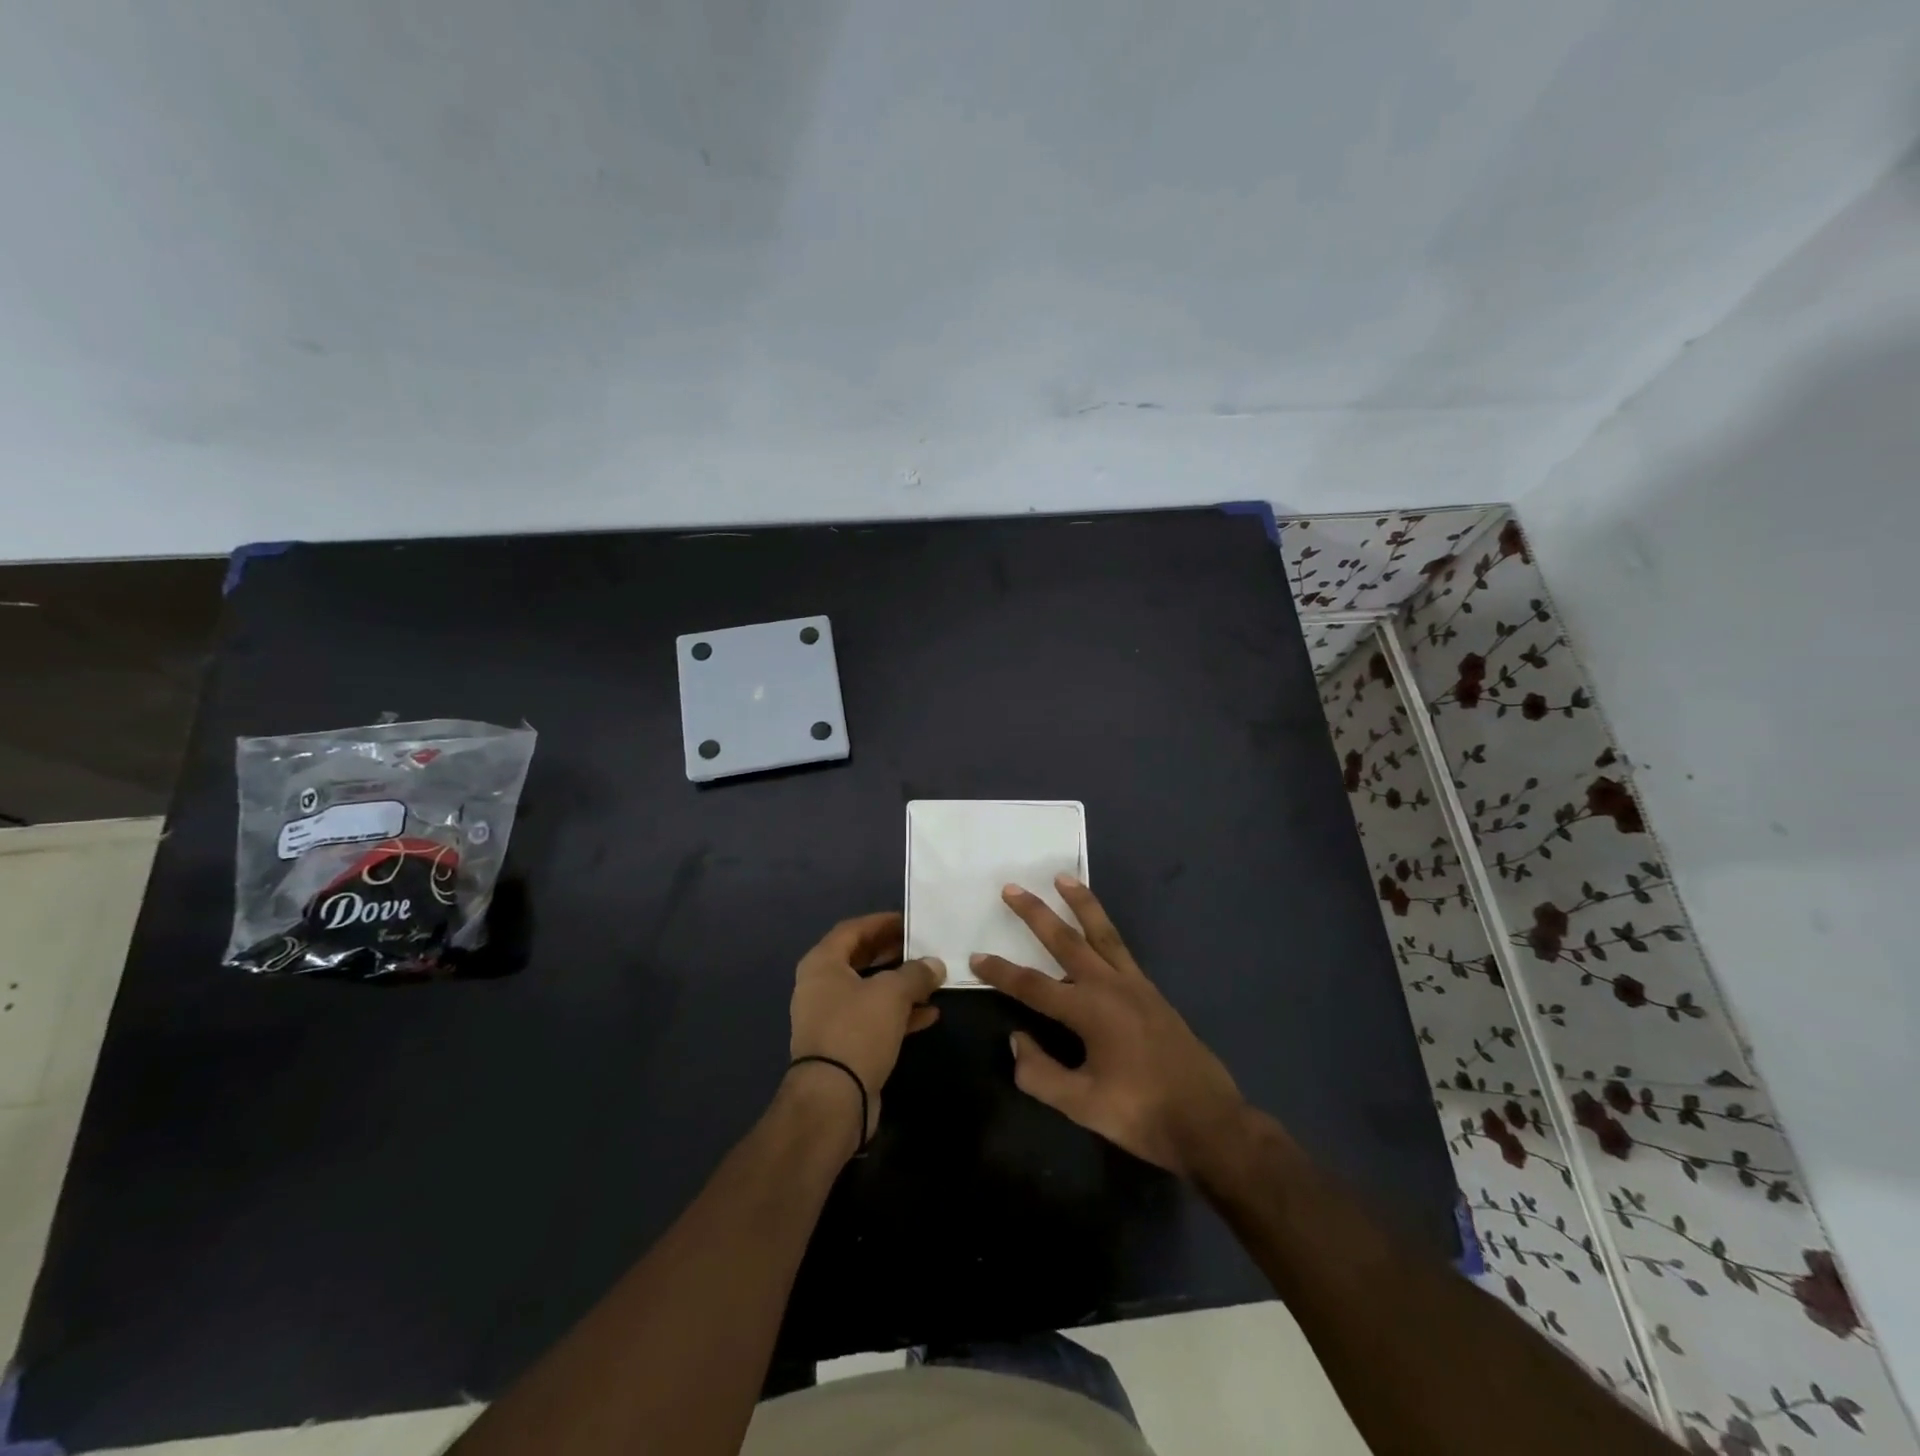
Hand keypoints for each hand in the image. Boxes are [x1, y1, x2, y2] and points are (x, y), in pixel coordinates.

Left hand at [789, 913, 945, 1140]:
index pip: (853, 929)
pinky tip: (929, 1013)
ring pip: (869, 991)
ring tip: (931, 978)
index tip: (910, 921)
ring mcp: (831, 1018)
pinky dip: (899, 1013)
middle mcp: (821, 987)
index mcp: (822, 964)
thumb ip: (916, 973)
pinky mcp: (844, 1045)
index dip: (881, 922)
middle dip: (893, 952)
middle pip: (860, 959)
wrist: (833, 1099)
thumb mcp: (892, 993)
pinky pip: (874, 1019)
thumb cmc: (857, 1030)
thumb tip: (934, 964)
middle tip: (923, 947)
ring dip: (899, 984)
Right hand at [971, 879, 1245, 1176]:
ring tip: (1063, 878)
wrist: (1209, 1122)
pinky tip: (1097, 929)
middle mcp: (1110, 986)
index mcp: (1089, 1010)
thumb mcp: (1082, 1105)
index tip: (976, 957)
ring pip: (1101, 932)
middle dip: (1035, 914)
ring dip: (1079, 904)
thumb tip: (1016, 1039)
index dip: (1001, 972)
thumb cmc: (1142, 1114)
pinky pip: (1121, 948)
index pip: (1032, 985)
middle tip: (1012, 888)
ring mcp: (1135, 985)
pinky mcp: (1152, 993)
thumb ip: (1040, 1073)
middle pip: (1065, 940)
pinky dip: (1104, 928)